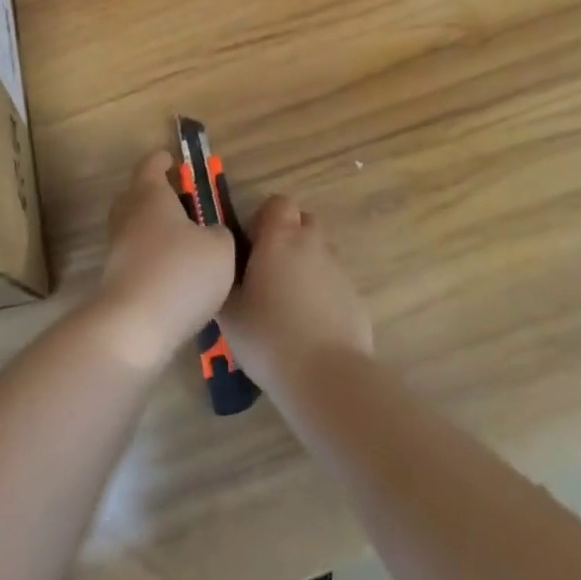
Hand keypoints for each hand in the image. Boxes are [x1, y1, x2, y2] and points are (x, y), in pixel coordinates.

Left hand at [91, 153, 236, 369]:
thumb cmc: (180, 273)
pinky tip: (171, 274)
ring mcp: (116, 247)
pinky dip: (149, 257)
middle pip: (135, 193)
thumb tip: (211, 233)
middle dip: (154, 193)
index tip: (173, 160)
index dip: (163, 160)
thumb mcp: (220, 248)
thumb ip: (219, 232)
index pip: (151, 165)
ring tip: (181, 242)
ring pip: (133, 226)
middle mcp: (128, 214)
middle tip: (179, 201)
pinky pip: (133, 256)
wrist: (134, 326)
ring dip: (151, 228)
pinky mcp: (114, 278)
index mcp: (150, 194)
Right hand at [219, 196, 371, 394]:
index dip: (264, 218)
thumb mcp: (229, 312)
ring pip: (320, 253)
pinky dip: (323, 293)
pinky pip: (334, 283)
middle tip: (269, 270)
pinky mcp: (355, 297)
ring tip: (289, 301)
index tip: (251, 247)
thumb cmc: (269, 336)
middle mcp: (312, 244)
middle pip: (303, 222)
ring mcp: (338, 270)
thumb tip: (224, 270)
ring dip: (306, 264)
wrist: (326, 376)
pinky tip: (310, 326)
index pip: (278, 203)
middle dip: (288, 237)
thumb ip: (225, 282)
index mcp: (280, 237)